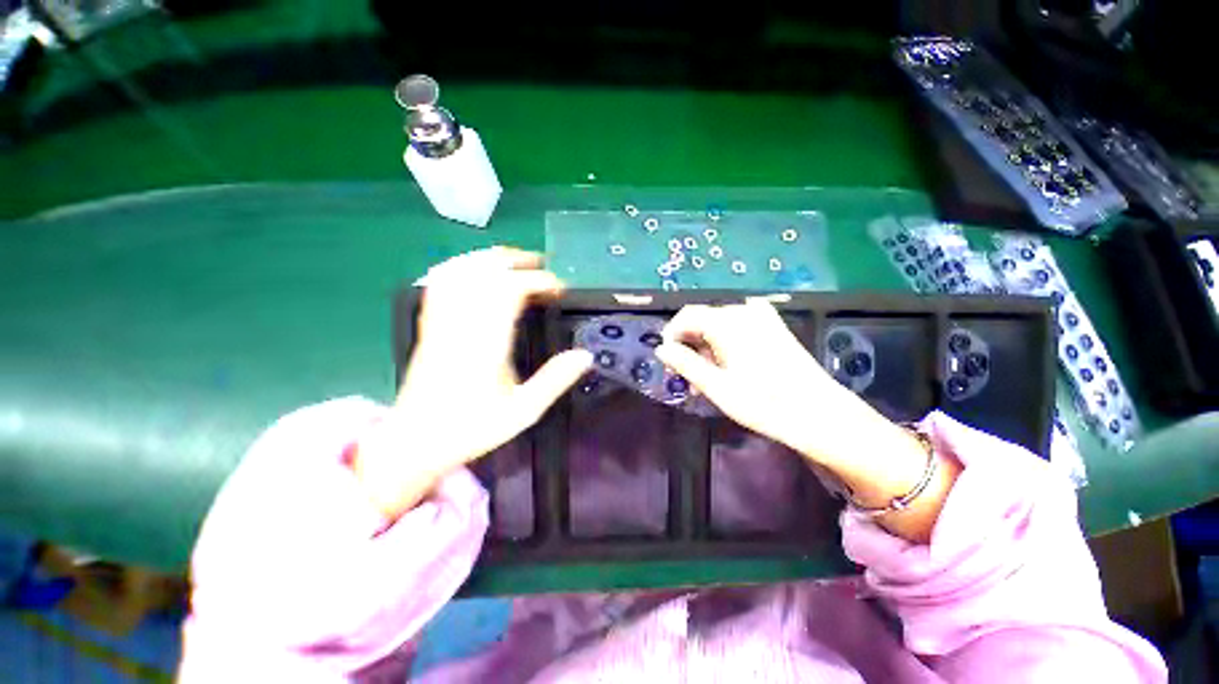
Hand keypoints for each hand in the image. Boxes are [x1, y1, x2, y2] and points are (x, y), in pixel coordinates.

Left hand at [353, 247, 592, 519]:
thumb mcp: (523, 410)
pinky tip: (473, 268)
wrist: (414, 441)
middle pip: (484, 272)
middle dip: (517, 262)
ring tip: (514, 261)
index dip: (539, 282)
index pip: (511, 291)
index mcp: (486, 343)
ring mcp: (441, 322)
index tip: (559, 290)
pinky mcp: (429, 326)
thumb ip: (555, 381)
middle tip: (542, 267)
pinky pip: (440, 284)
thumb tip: (585, 355)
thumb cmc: (471, 427)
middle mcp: (462, 324)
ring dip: (490, 259)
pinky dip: (460, 267)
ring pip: (461, 272)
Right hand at [655, 298, 958, 542]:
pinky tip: (731, 364)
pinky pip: (738, 326)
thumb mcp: (716, 387)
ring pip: (719, 324)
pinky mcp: (773, 326)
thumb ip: (685, 364)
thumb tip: (661, 349)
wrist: (820, 413)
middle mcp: (744, 311)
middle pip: (703, 320)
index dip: (672, 335)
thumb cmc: (764, 403)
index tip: (668, 360)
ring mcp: (762, 316)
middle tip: (689, 377)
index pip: (687, 315)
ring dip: (707, 346)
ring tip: (709, 377)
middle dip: (690, 345)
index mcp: (728, 322)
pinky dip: (725, 342)